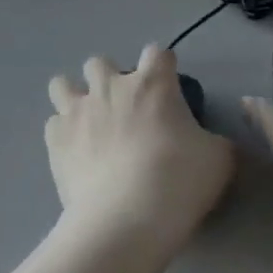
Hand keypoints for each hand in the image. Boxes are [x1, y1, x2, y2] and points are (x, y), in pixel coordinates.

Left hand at [46, 46, 233, 264]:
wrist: (125, 219)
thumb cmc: (178, 182)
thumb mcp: (219, 161)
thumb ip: (216, 142)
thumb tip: (213, 142)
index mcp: (152, 84)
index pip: (157, 53)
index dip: (163, 68)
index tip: (167, 89)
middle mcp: (110, 86)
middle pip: (100, 62)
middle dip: (109, 79)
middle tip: (123, 109)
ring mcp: (77, 110)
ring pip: (63, 84)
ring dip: (74, 96)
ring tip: (87, 122)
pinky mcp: (55, 139)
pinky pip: (53, 123)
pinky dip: (63, 133)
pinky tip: (75, 152)